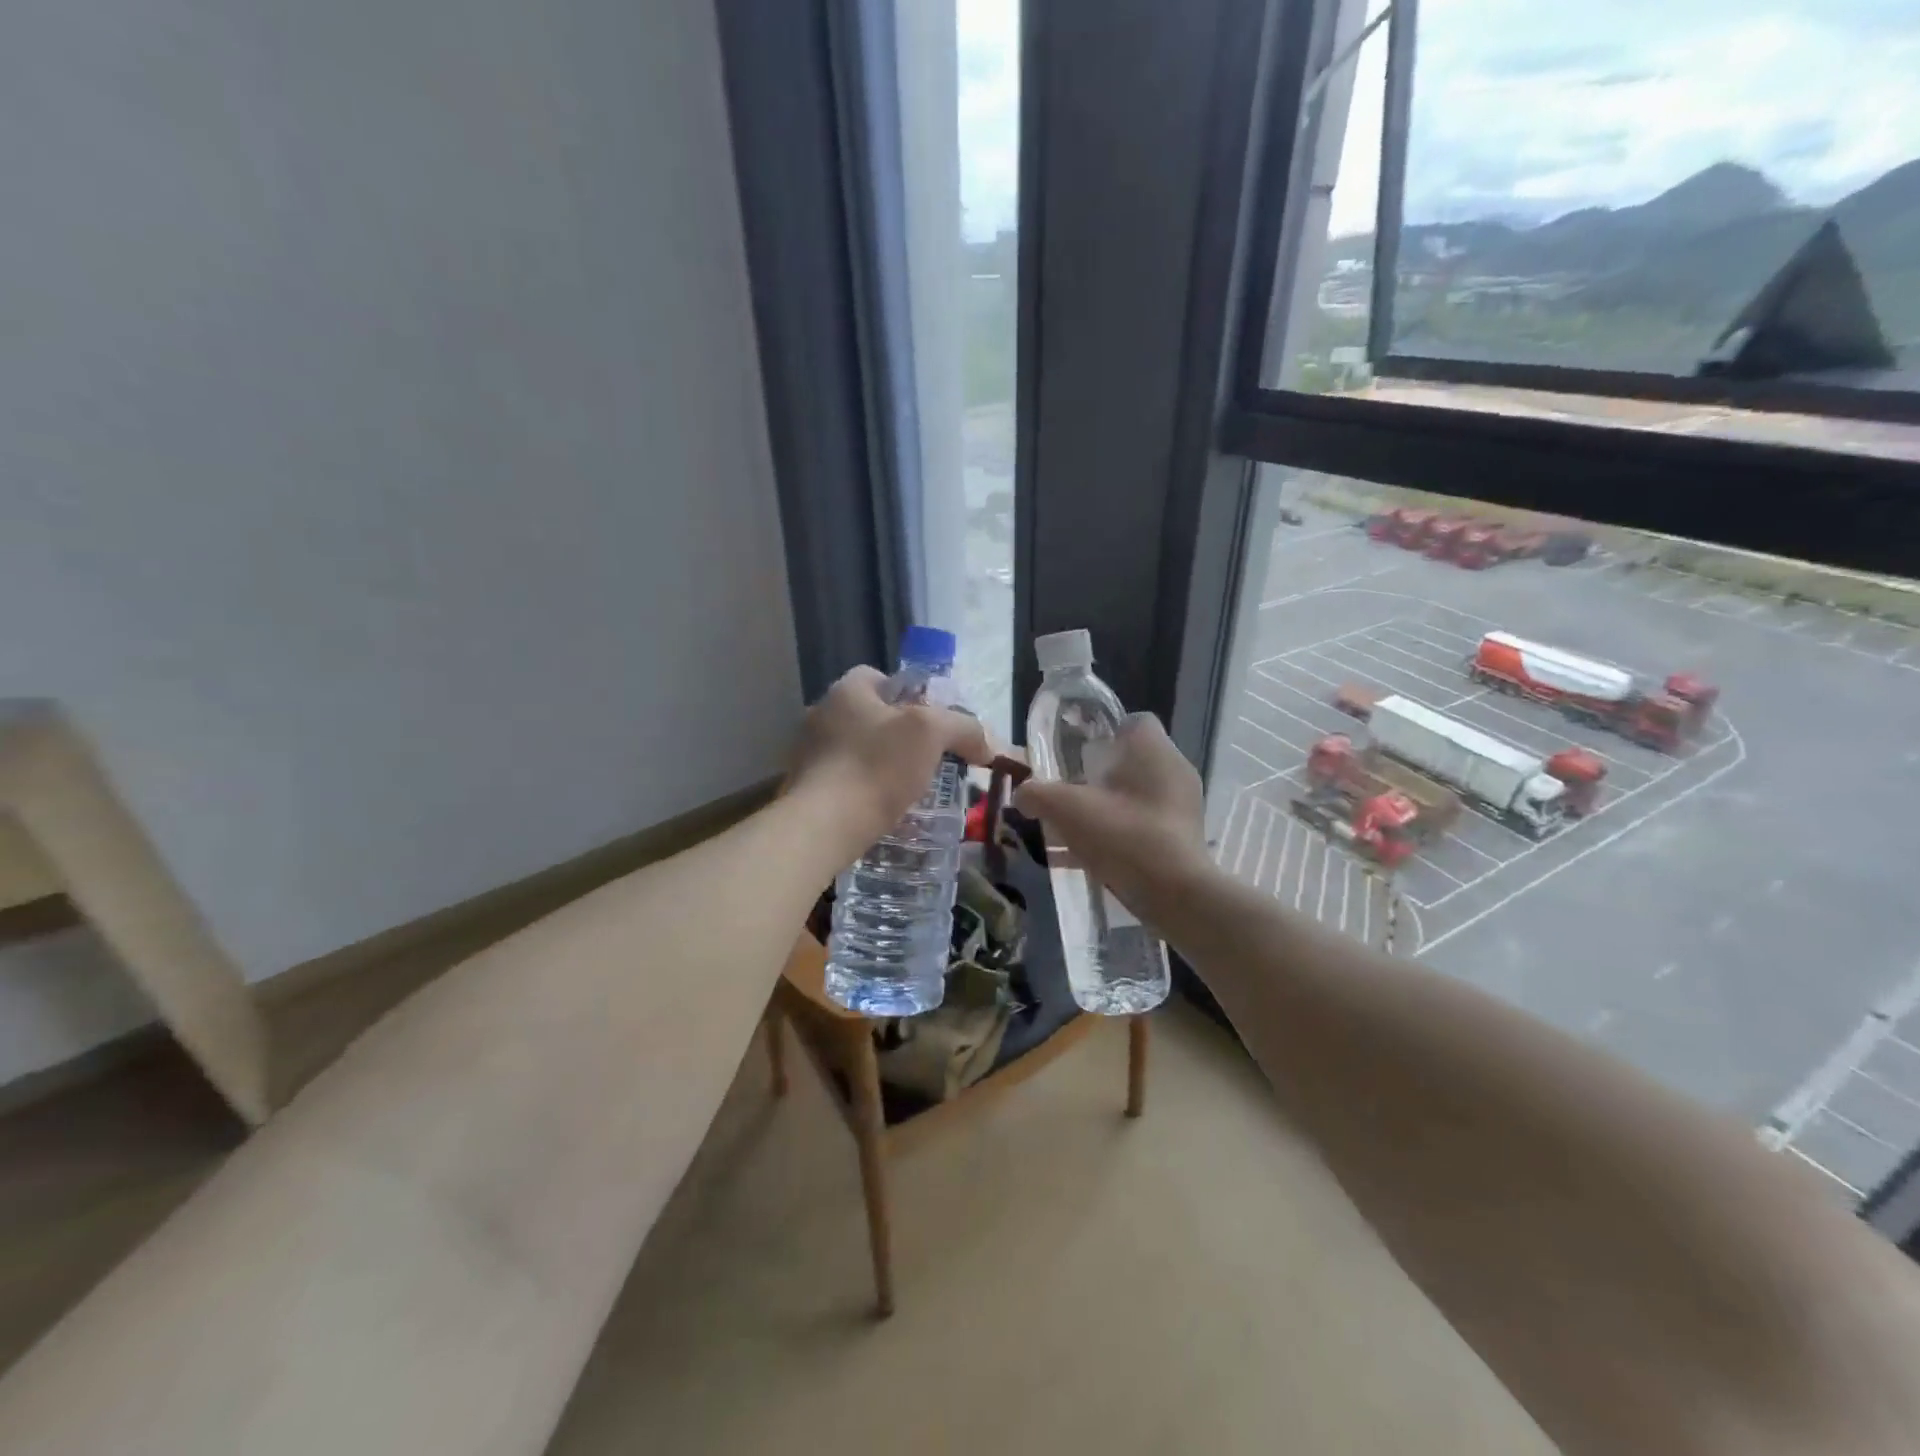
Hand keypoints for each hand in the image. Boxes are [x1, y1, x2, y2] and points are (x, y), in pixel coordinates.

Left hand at [788, 666, 991, 851]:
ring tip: (906, 789)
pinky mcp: (802, 789)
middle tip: (926, 758)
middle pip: (867, 715)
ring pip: (853, 750)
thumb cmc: (876, 767)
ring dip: (877, 764)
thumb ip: (963, 728)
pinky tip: (880, 811)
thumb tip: (985, 745)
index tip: (930, 722)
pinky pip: (839, 781)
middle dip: (895, 734)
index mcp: (845, 691)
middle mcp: (820, 714)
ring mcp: (805, 753)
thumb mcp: (931, 734)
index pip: (877, 677)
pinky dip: (860, 790)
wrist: (822, 826)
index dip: (908, 694)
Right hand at [1012, 714, 1212, 917]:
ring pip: (1134, 798)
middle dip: (1096, 776)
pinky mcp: (1181, 840)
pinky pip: (1141, 828)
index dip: (1103, 732)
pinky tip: (1080, 860)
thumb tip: (1022, 794)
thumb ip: (1037, 794)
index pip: (1132, 721)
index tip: (1077, 751)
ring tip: (1069, 828)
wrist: (1175, 894)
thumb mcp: (1067, 809)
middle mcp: (1174, 771)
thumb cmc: (1124, 834)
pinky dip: (1113, 837)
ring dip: (1103, 809)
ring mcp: (1182, 808)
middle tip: (1068, 791)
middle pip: (1130, 762)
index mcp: (1154, 750)